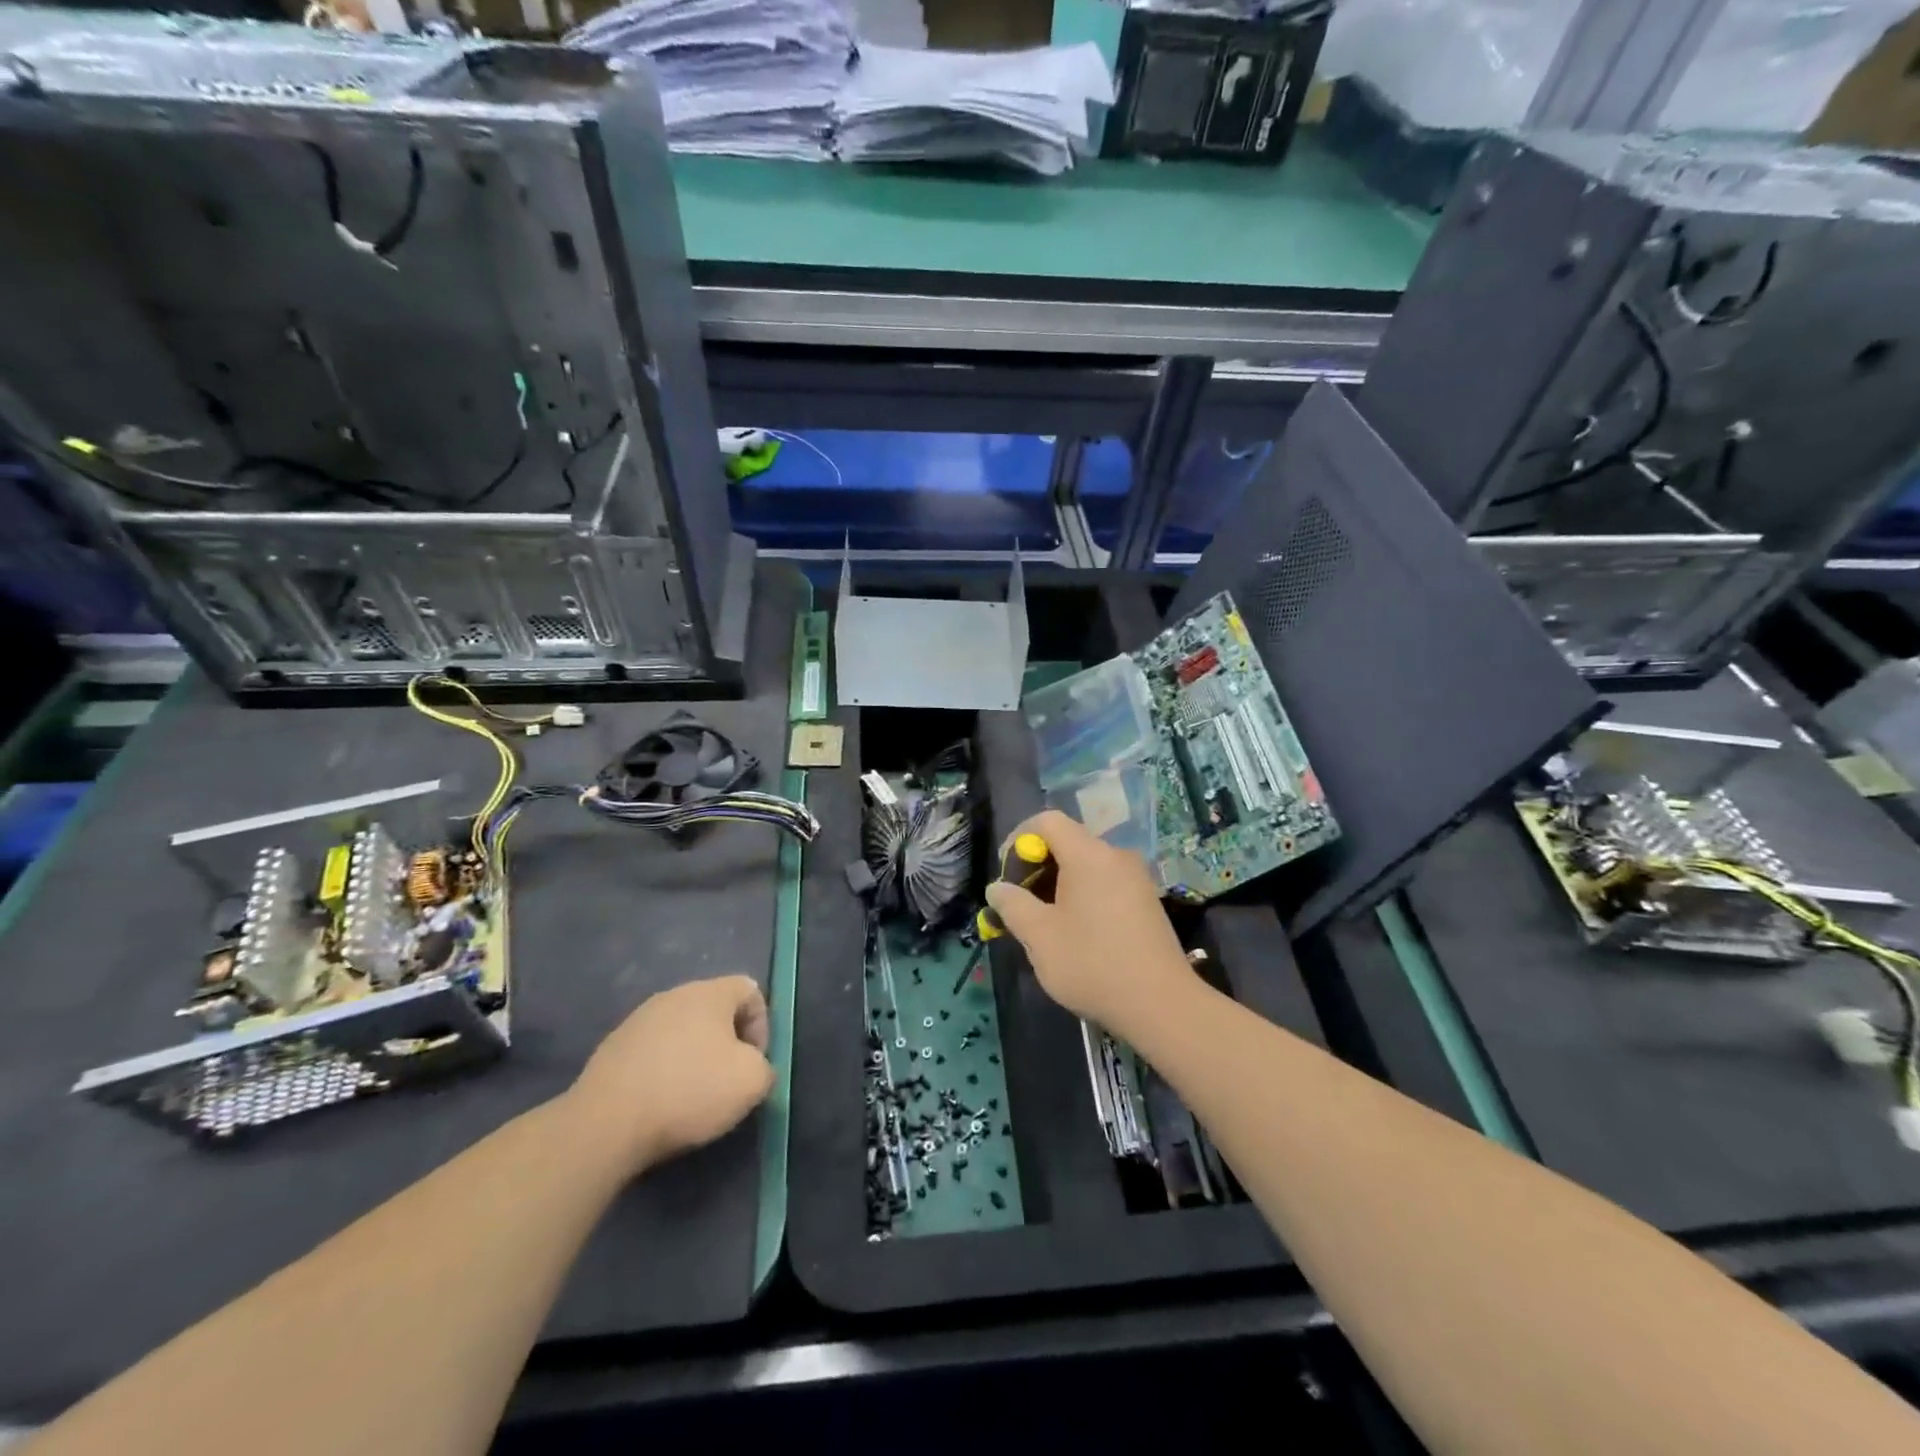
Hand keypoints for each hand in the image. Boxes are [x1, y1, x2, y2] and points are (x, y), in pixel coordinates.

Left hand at [567, 975, 773, 1176]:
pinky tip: (659, 1103)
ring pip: (682, 1032)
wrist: (606, 1123)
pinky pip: (653, 1053)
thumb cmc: (689, 1091)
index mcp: (709, 992)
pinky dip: (663, 1072)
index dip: (762, 1026)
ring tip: (691, 1097)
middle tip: (727, 1081)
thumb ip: (765, 1067)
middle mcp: (673, 995)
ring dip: (693, 1057)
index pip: (750, 990)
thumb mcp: (752, 1082)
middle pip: (715, 1010)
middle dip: (727, 1043)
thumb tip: (753, 1069)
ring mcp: (638, 1020)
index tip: (753, 1063)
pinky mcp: (612, 1048)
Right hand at [984, 809, 1196, 1034]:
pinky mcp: (1147, 901)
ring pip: (1087, 865)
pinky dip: (1083, 895)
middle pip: (1068, 842)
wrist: (1161, 1005)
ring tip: (1044, 922)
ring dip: (1059, 884)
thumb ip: (1013, 905)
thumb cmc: (1092, 964)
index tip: (1006, 874)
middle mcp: (1116, 856)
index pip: (1047, 821)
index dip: (1019, 839)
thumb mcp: (1039, 937)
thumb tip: (997, 888)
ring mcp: (1137, 878)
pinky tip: (1077, 932)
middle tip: (1020, 903)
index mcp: (1089, 854)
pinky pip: (1105, 883)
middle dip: (1037, 866)